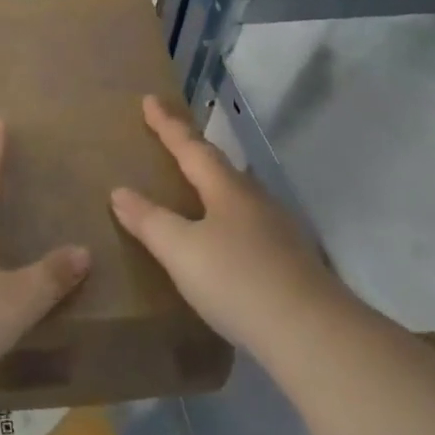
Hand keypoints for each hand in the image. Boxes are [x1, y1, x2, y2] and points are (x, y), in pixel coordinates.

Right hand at [111, 95, 339, 348]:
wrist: (314, 336)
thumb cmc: (238, 281)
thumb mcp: (181, 250)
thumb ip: (149, 221)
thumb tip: (119, 191)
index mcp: (226, 189)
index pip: (191, 147)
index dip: (167, 125)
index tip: (149, 99)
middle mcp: (254, 200)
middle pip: (218, 165)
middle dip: (192, 149)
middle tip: (170, 137)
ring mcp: (277, 230)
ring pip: (236, 194)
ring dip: (211, 183)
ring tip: (192, 185)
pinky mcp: (289, 261)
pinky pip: (246, 224)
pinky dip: (225, 217)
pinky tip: (222, 236)